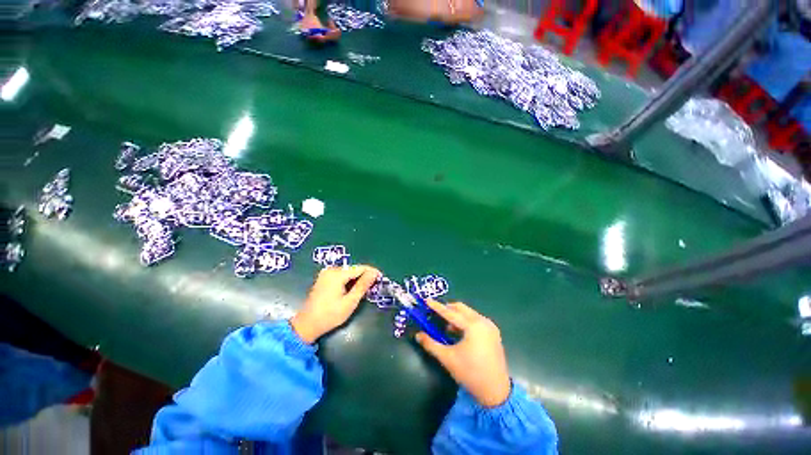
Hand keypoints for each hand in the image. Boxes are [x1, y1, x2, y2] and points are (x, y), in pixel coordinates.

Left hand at [290, 265, 380, 343]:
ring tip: (364, 290)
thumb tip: (374, 273)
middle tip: (373, 287)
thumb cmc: (330, 315)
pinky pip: (341, 276)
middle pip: (354, 270)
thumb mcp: (350, 301)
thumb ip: (363, 285)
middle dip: (364, 277)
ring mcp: (326, 273)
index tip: (381, 278)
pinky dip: (348, 281)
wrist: (307, 325)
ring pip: (348, 273)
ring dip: (357, 280)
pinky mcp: (324, 278)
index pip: (360, 268)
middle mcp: (331, 270)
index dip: (372, 272)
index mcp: (337, 274)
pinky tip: (352, 290)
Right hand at [416, 300, 511, 407]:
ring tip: (446, 327)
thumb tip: (418, 335)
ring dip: (456, 316)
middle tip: (435, 314)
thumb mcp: (447, 358)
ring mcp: (490, 327)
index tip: (427, 301)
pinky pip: (475, 320)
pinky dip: (465, 322)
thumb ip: (431, 344)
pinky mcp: (493, 333)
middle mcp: (483, 322)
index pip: (451, 313)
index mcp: (473, 326)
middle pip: (461, 308)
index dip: (437, 307)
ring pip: (469, 313)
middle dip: (447, 309)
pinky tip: (458, 333)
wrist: (496, 392)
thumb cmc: (470, 374)